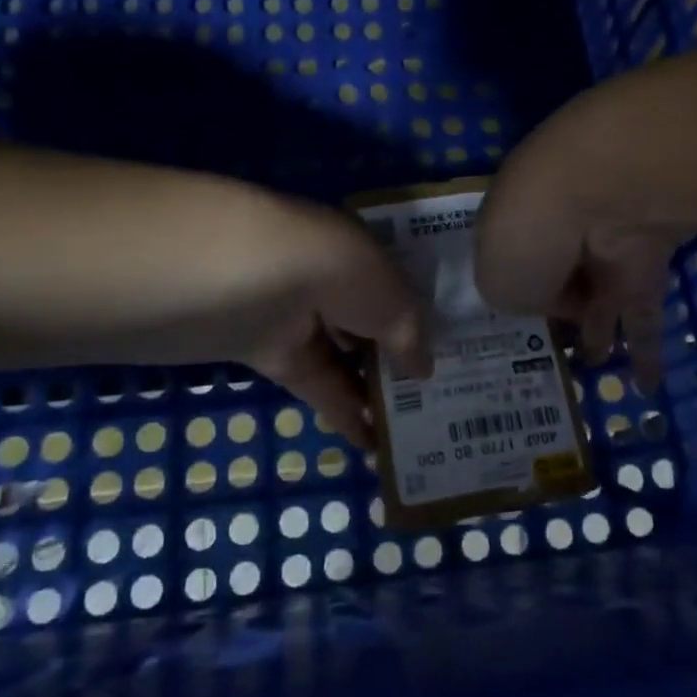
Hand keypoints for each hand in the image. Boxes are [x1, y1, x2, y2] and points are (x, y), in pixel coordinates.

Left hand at [213, 192, 432, 446]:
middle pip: (371, 323)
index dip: (419, 319)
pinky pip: (319, 386)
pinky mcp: (273, 355)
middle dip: (400, 357)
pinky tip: (374, 445)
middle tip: (437, 398)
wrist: (244, 277)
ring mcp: (299, 318)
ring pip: (346, 358)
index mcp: (359, 252)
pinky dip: (344, 413)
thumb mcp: (391, 296)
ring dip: (375, 391)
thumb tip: (424, 370)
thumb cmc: (334, 269)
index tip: (452, 353)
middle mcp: (330, 281)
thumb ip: (410, 333)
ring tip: (414, 428)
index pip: (395, 286)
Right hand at [474, 128, 678, 394]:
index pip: (515, 266)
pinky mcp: (650, 261)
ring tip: (600, 368)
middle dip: (561, 312)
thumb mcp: (497, 284)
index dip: (517, 296)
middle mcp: (559, 235)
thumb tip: (560, 303)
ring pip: (603, 300)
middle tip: (560, 351)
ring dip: (602, 334)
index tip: (520, 328)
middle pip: (560, 281)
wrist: (597, 193)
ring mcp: (607, 247)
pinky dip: (648, 352)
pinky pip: (645, 314)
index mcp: (512, 231)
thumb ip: (519, 302)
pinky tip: (647, 388)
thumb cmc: (526, 237)